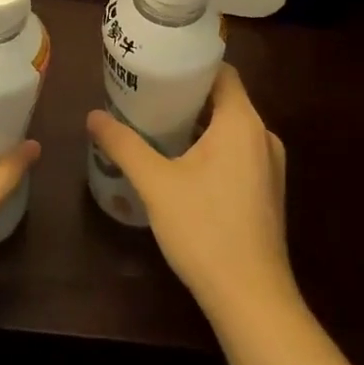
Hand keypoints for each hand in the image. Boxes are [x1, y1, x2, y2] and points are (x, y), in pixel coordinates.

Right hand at [86, 63, 295, 323]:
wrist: (252, 299)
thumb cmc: (205, 230)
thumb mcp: (156, 183)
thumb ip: (124, 145)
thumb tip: (93, 116)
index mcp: (242, 122)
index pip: (222, 72)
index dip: (192, 65)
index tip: (160, 66)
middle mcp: (263, 136)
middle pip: (225, 99)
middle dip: (189, 96)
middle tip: (149, 96)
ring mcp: (270, 166)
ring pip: (232, 128)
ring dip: (200, 124)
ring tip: (160, 127)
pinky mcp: (269, 192)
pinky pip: (240, 153)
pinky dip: (215, 148)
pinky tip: (184, 165)